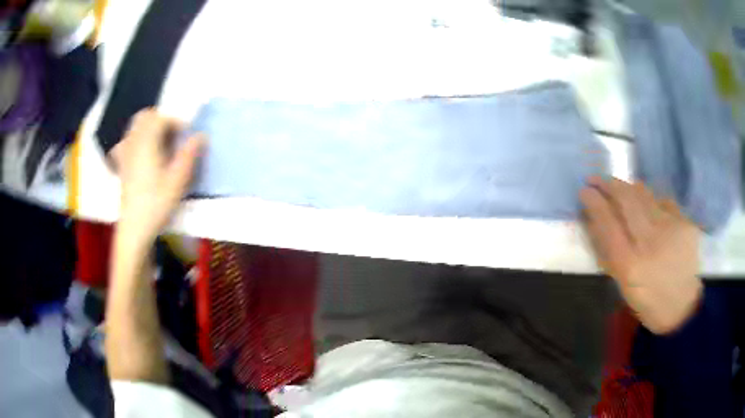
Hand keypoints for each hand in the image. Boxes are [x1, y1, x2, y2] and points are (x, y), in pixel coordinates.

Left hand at [111, 109, 204, 244]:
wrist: (135, 229)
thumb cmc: (157, 204)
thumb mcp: (178, 180)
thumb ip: (189, 154)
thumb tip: (201, 135)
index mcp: (147, 143)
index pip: (161, 119)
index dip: (176, 123)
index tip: (186, 136)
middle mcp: (134, 143)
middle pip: (144, 117)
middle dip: (160, 120)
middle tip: (173, 135)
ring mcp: (125, 155)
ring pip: (134, 128)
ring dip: (148, 128)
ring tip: (160, 143)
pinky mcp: (121, 167)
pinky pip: (125, 143)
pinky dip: (134, 141)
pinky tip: (141, 153)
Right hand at [580, 177, 702, 334]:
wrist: (684, 307)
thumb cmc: (649, 302)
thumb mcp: (624, 285)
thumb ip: (609, 253)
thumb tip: (594, 222)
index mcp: (630, 266)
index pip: (608, 223)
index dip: (594, 202)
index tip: (584, 191)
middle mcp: (651, 243)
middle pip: (626, 200)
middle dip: (608, 184)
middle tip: (596, 179)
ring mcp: (671, 228)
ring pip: (644, 194)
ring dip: (627, 187)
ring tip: (618, 187)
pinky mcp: (685, 222)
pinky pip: (662, 200)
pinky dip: (650, 199)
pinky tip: (647, 205)